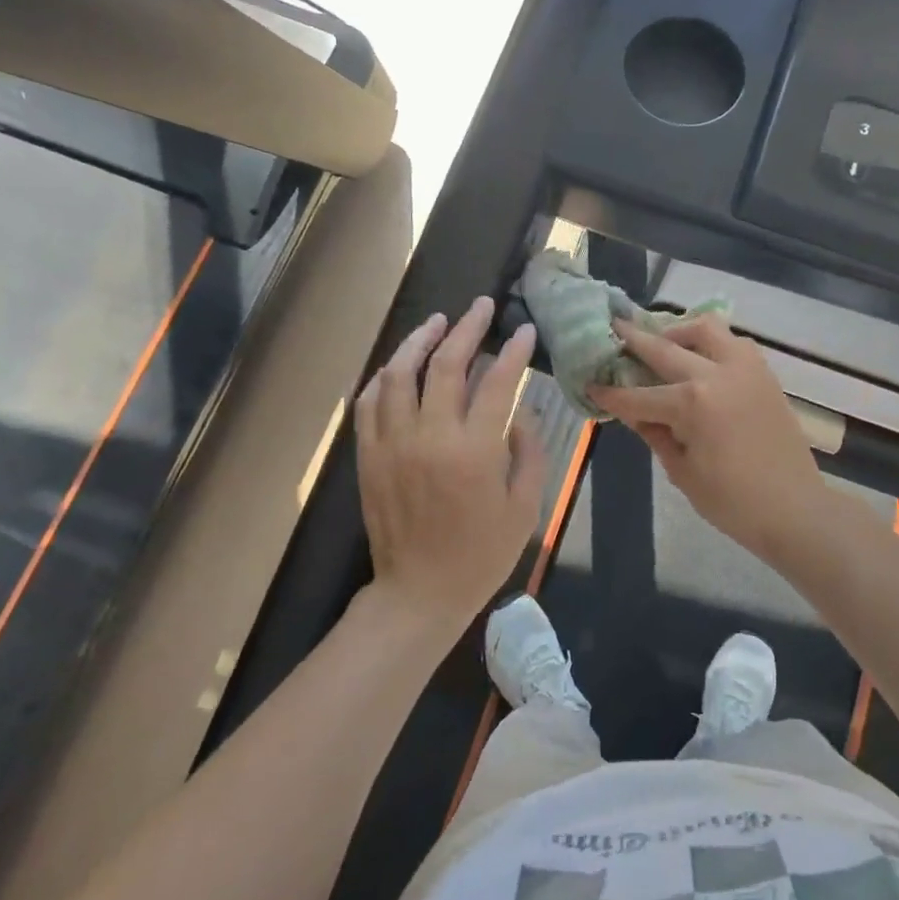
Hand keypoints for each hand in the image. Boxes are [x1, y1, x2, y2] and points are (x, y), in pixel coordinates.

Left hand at [355, 297, 545, 638]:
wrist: (419, 593)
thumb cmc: (481, 555)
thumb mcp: (525, 508)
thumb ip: (530, 453)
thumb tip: (520, 413)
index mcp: (474, 451)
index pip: (496, 383)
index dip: (513, 352)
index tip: (524, 331)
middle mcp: (429, 437)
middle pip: (445, 365)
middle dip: (467, 328)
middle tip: (482, 306)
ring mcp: (392, 444)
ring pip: (399, 374)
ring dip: (419, 341)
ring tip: (438, 321)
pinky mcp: (368, 456)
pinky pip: (369, 403)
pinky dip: (384, 377)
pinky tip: (398, 365)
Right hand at [590, 315, 829, 560]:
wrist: (795, 509)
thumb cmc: (732, 502)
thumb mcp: (682, 472)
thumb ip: (655, 434)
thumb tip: (633, 412)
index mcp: (691, 404)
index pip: (637, 396)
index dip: (610, 394)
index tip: (590, 384)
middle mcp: (716, 374)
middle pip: (664, 349)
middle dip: (634, 339)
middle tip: (614, 326)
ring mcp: (744, 369)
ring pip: (706, 329)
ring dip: (679, 330)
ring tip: (664, 342)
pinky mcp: (764, 374)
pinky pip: (734, 343)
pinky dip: (712, 342)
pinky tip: (701, 359)